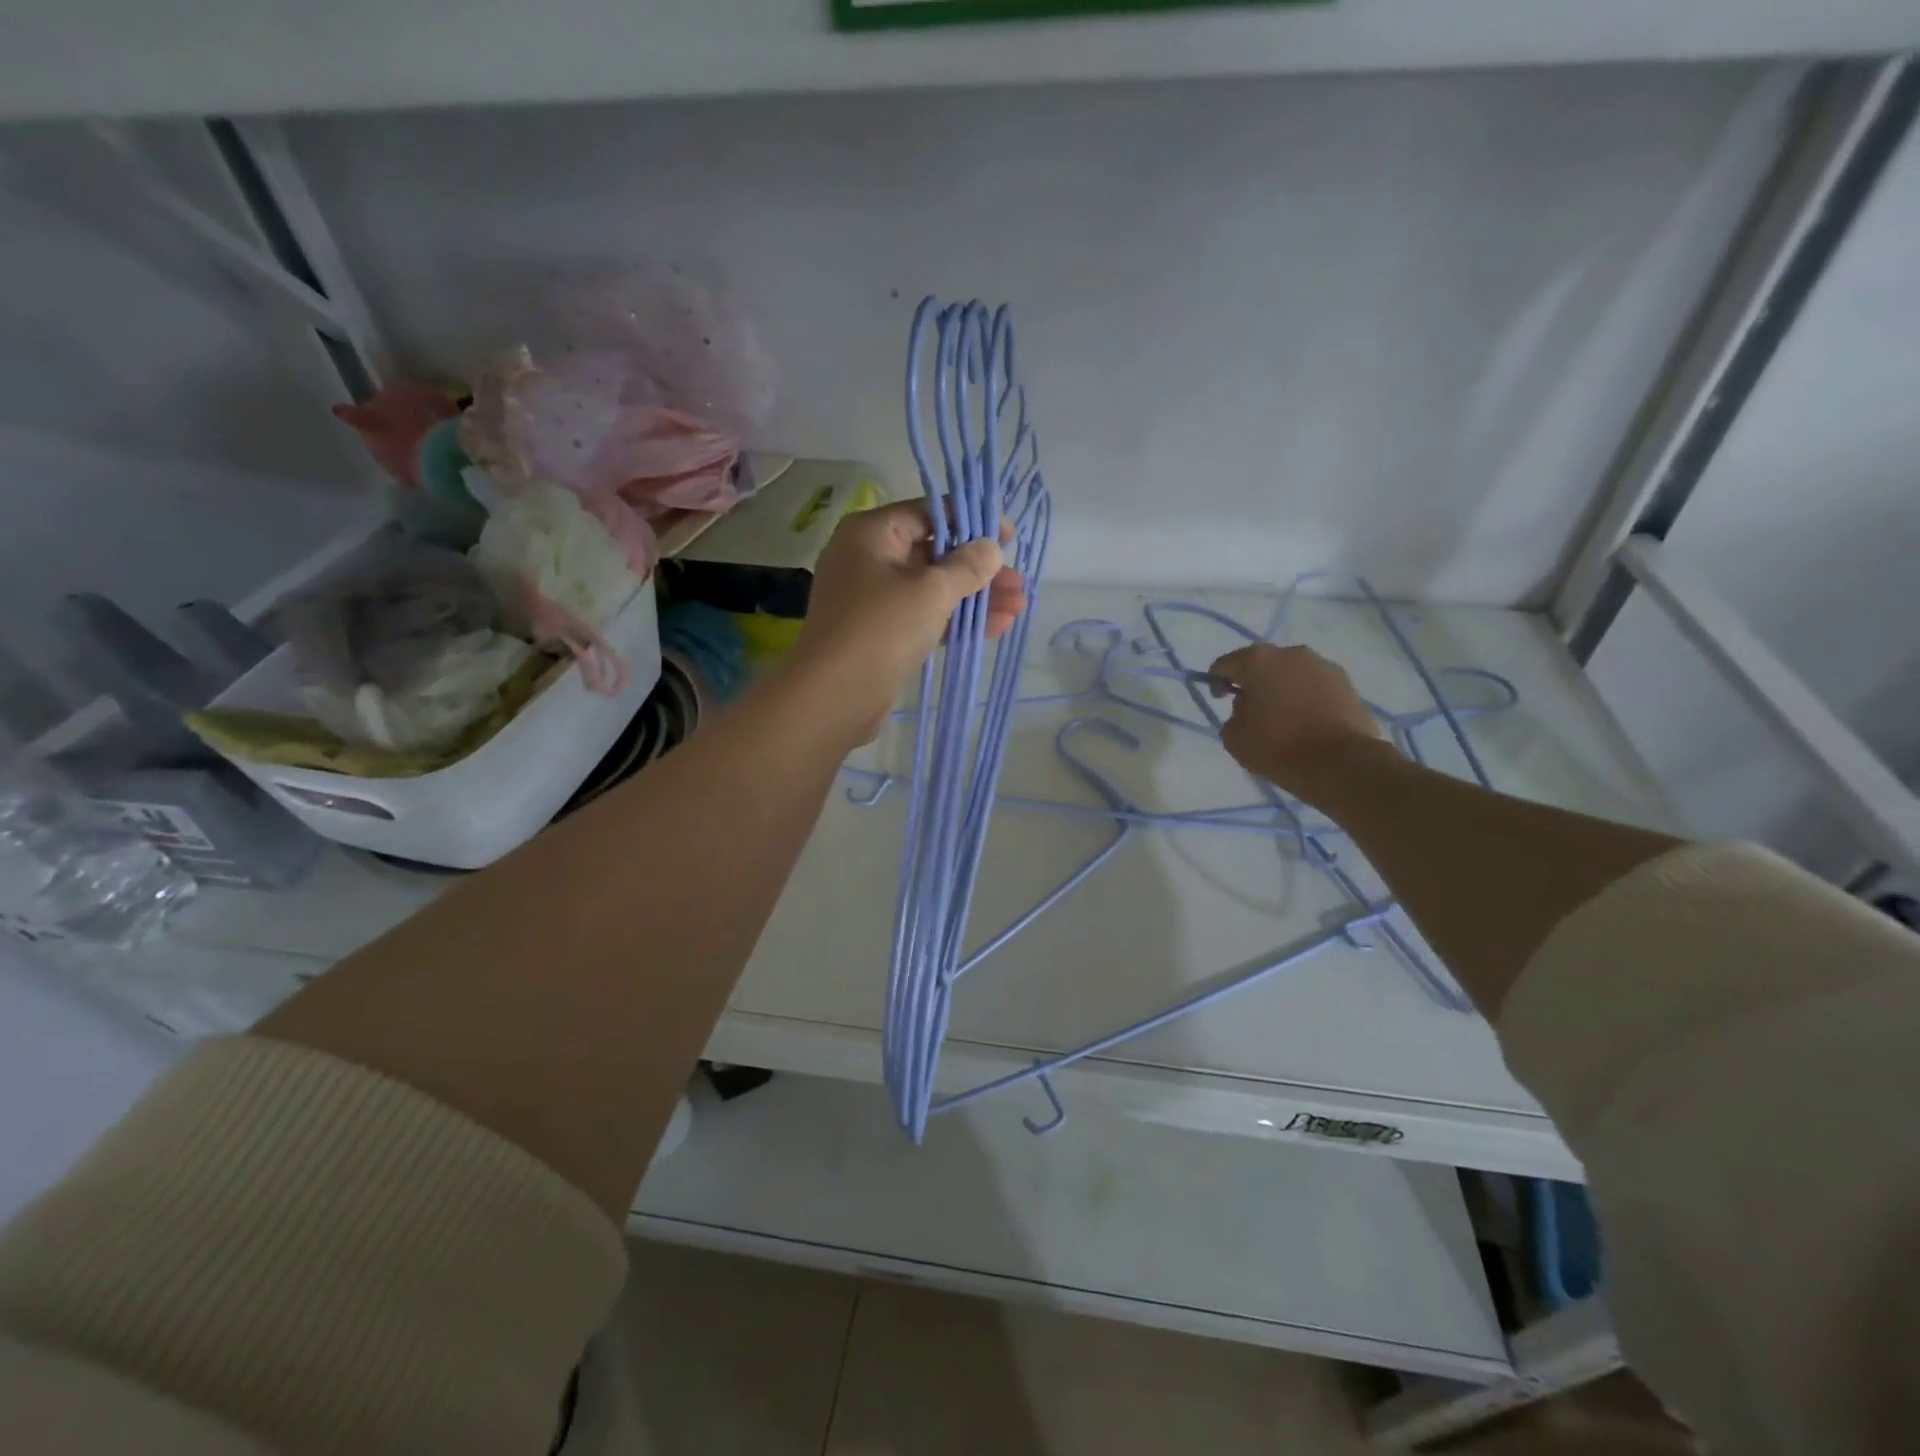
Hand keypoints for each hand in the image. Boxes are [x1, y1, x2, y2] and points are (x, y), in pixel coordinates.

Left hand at [792, 500, 1027, 738]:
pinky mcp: (881, 634)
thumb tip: (990, 547)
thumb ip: (967, 566)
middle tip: (1018, 584)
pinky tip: (996, 627)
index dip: (970, 521)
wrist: (834, 696)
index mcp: (871, 533)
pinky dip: (956, 620)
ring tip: (1018, 608)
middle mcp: (868, 559)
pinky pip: (924, 617)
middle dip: (979, 570)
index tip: (1007, 537)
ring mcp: (873, 599)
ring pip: (933, 589)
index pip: (927, 513)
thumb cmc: (881, 628)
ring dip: (975, 598)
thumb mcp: (931, 591)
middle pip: (934, 553)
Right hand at [1207, 644, 1390, 801]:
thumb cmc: (1277, 747)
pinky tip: (1307, 722)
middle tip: (1252, 709)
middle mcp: (1291, 653)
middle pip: (1262, 664)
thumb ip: (1234, 714)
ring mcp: (1324, 666)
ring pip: (1292, 673)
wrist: (1340, 764)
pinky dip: (1307, 698)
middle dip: (1254, 682)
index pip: (1225, 664)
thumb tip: (1248, 707)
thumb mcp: (1234, 737)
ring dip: (1283, 688)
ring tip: (1284, 718)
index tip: (1220, 700)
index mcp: (1257, 661)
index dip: (1217, 681)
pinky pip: (1316, 687)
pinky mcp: (1347, 684)